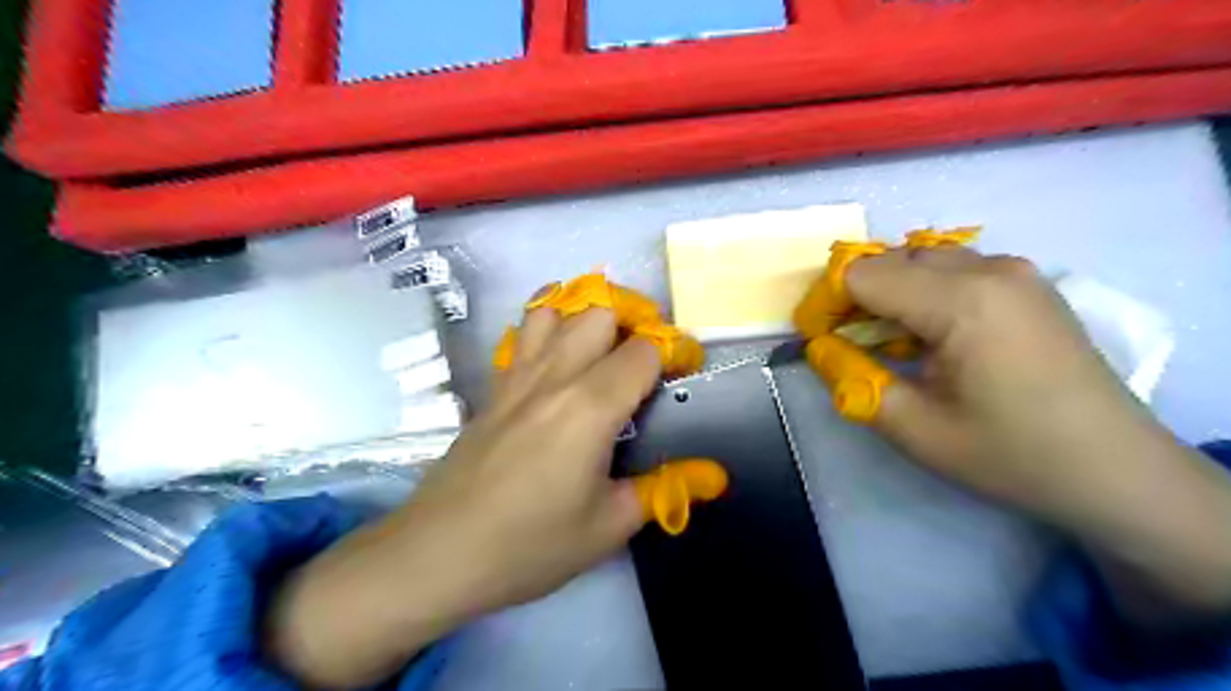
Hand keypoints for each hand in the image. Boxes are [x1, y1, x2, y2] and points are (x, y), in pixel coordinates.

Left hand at [264, 305, 658, 687]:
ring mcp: (518, 375)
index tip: (685, 372)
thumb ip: (665, 490)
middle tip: (647, 355)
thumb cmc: (530, 544)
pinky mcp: (494, 386)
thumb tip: (715, 476)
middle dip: (634, 320)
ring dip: (586, 313)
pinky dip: (547, 323)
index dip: (674, 352)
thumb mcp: (609, 526)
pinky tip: (557, 355)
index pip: (644, 350)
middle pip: (600, 310)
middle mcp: (556, 375)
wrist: (439, 552)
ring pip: (555, 307)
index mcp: (592, 406)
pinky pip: (521, 332)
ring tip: (603, 344)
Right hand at [842, 247, 1230, 625]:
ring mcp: (1015, 272)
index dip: (827, 303)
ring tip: (886, 343)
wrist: (1116, 470)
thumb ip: (854, 381)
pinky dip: (923, 294)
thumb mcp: (915, 429)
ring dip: (889, 294)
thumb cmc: (1011, 454)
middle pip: (890, 260)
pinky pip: (954, 270)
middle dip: (855, 297)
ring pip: (921, 261)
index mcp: (961, 301)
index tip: (816, 339)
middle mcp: (989, 269)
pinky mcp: (1027, 284)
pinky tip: (928, 336)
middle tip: (846, 345)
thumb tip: (820, 348)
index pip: (863, 274)